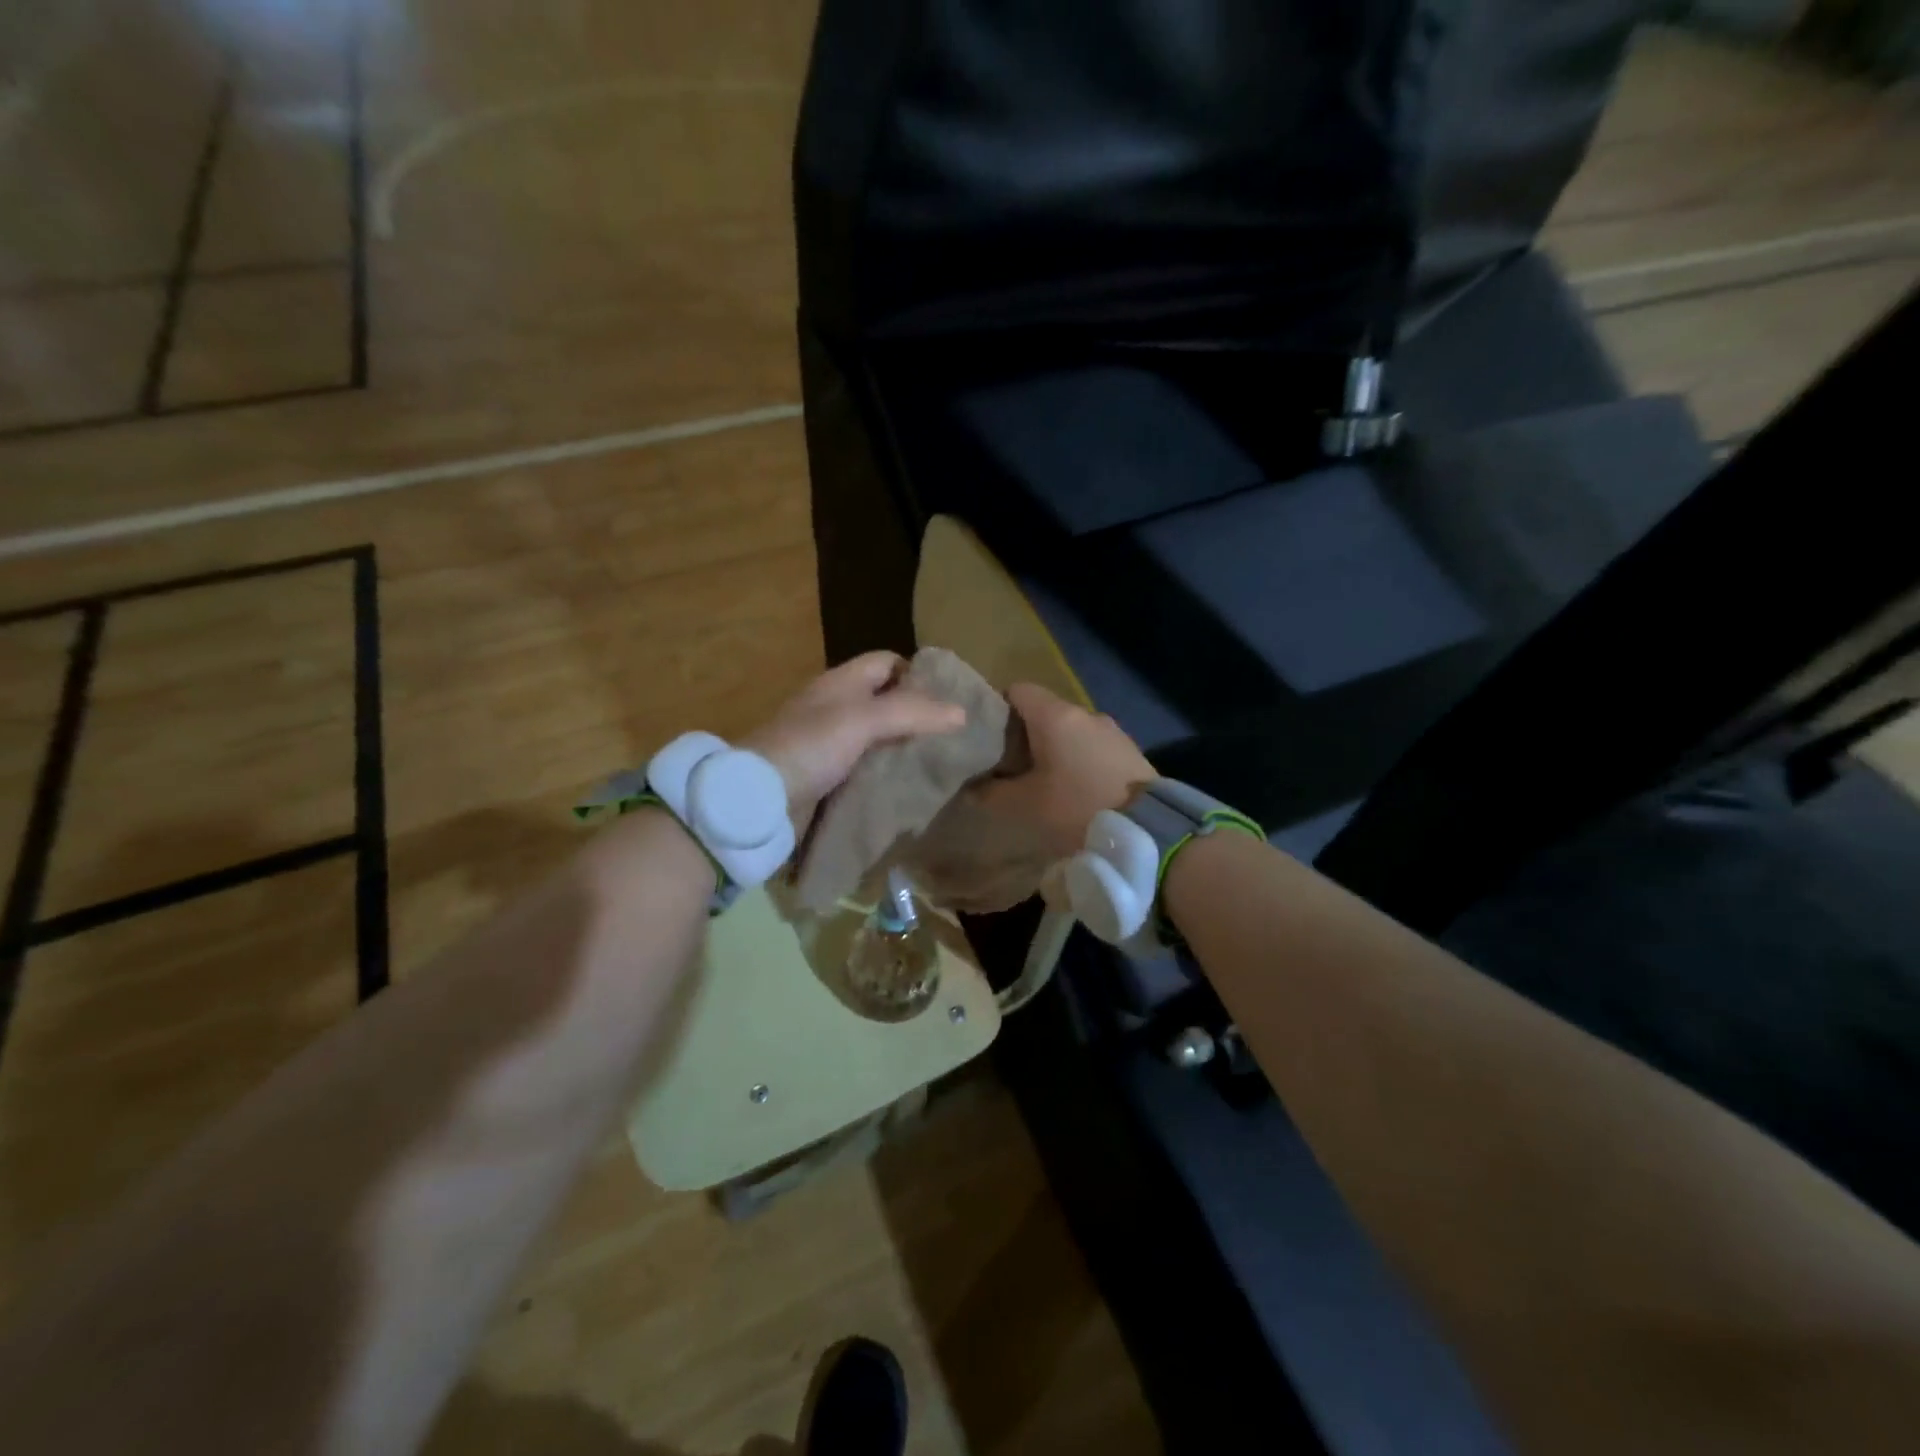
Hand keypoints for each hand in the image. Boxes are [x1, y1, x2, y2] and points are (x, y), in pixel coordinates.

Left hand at [744, 652, 965, 829]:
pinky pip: (866, 768)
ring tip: (939, 762)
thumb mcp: (863, 720)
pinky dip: (886, 773)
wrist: (759, 798)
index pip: (886, 662)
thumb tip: (962, 712)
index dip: (916, 673)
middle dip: (917, 715)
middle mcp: (835, 708)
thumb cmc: (810, 746)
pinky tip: (908, 786)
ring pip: (878, 738)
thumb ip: (912, 712)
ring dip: (903, 748)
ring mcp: (830, 744)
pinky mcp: (827, 777)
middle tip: (952, 735)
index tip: (949, 697)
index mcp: (840, 683)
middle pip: (885, 701)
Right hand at [977, 683, 1153, 859]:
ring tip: (1043, 782)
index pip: (1018, 690)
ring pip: (1071, 731)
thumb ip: (991, 793)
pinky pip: (1093, 747)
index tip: (988, 738)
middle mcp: (1085, 714)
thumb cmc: (1075, 808)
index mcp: (1055, 716)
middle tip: (1009, 767)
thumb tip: (971, 787)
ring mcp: (1112, 731)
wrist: (1147, 831)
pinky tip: (1075, 790)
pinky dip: (1078, 760)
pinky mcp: (1130, 752)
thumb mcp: (1022, 806)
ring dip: (1054, 750)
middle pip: (1045, 712)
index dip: (998, 709)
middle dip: (1024, 735)